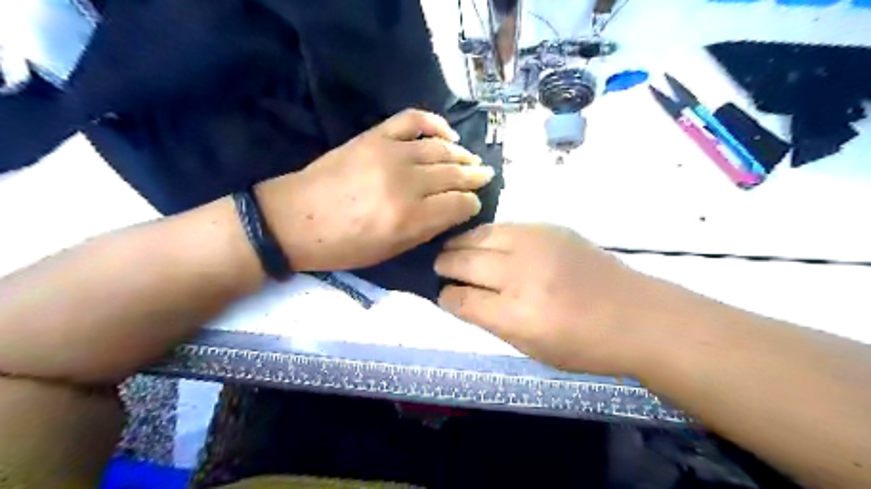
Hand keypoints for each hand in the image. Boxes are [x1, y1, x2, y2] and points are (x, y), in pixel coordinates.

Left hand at [255, 109, 491, 272]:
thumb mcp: (389, 251)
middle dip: (474, 177)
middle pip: (454, 174)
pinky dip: (434, 123)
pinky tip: (447, 135)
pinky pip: (412, 120)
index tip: (473, 205)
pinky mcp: (374, 136)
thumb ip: (425, 230)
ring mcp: (390, 154)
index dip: (471, 205)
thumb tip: (452, 211)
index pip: (459, 204)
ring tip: (472, 159)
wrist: (293, 219)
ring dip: (462, 154)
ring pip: (440, 149)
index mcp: (409, 218)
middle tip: (485, 176)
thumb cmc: (342, 246)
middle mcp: (406, 182)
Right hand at [434, 224, 668, 375]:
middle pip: (463, 261)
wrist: (635, 315)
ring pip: (479, 235)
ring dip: (459, 244)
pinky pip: (503, 226)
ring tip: (453, 251)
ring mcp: (536, 244)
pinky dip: (486, 235)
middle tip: (438, 268)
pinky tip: (484, 242)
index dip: (445, 296)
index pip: (461, 300)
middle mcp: (521, 274)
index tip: (440, 294)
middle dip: (443, 265)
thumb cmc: (584, 344)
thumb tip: (458, 298)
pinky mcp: (549, 228)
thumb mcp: (530, 348)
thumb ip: (490, 320)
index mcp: (516, 314)